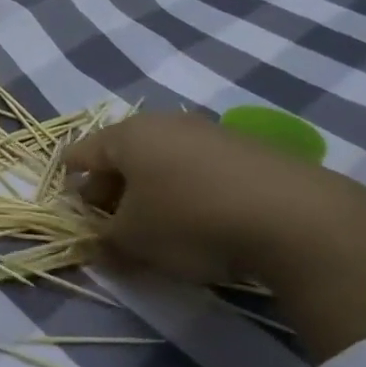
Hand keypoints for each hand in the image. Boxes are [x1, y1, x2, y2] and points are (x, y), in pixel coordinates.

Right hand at [64, 113, 365, 361]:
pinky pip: (198, 165)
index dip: (71, 183)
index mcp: (126, 136)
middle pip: (122, 153)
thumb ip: (105, 241)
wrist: (294, 216)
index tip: (75, 212)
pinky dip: (188, 187)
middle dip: (112, 187)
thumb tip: (98, 244)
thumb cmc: (190, 221)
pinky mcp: (245, 146)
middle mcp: (163, 122)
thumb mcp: (135, 241)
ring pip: (162, 157)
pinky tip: (203, 217)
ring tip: (160, 222)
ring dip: (151, 187)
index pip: (80, 153)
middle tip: (114, 222)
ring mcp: (207, 130)